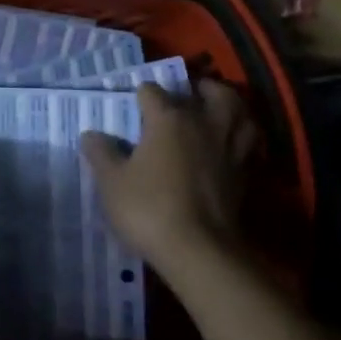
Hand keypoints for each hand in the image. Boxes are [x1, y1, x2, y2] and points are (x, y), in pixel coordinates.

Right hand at [80, 82, 257, 277]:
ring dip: (231, 107)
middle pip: (212, 92)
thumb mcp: (112, 182)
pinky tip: (231, 145)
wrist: (199, 251)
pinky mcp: (245, 175)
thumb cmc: (149, 208)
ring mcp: (229, 149)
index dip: (140, 94)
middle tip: (190, 92)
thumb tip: (91, 134)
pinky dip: (243, 138)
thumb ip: (101, 153)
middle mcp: (203, 124)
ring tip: (219, 111)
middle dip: (200, 87)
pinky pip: (250, 144)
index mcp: (169, 119)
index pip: (152, 92)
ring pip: (241, 114)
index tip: (133, 103)